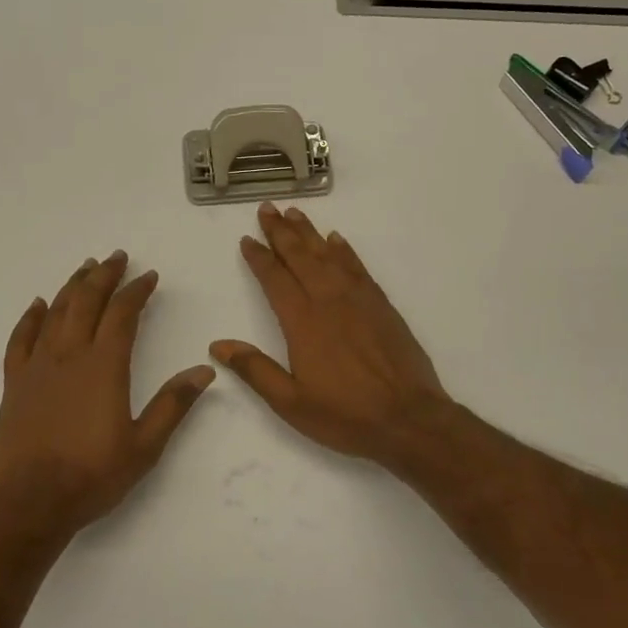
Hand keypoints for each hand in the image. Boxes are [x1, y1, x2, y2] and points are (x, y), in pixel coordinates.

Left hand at [0, 251, 214, 533]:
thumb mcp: (144, 446)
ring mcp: (37, 367)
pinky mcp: (14, 384)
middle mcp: (69, 356)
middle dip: (104, 276)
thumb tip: (204, 370)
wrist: (27, 503)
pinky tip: (37, 305)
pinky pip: (20, 339)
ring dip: (72, 287)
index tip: (149, 276)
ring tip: (85, 268)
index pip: (123, 315)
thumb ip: (173, 405)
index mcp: (104, 367)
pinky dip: (30, 317)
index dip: (137, 291)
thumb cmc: (91, 476)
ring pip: (55, 313)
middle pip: (87, 302)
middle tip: (116, 256)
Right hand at [211, 204, 452, 468]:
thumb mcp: (291, 402)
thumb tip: (218, 345)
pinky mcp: (382, 305)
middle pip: (300, 256)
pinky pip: (358, 267)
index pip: (275, 279)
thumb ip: (255, 370)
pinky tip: (336, 240)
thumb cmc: (345, 414)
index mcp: (303, 322)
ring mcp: (359, 299)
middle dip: (281, 232)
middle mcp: (329, 300)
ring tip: (294, 213)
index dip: (259, 257)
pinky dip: (344, 250)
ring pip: (328, 255)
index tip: (247, 239)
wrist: (409, 418)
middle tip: (267, 209)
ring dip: (309, 233)